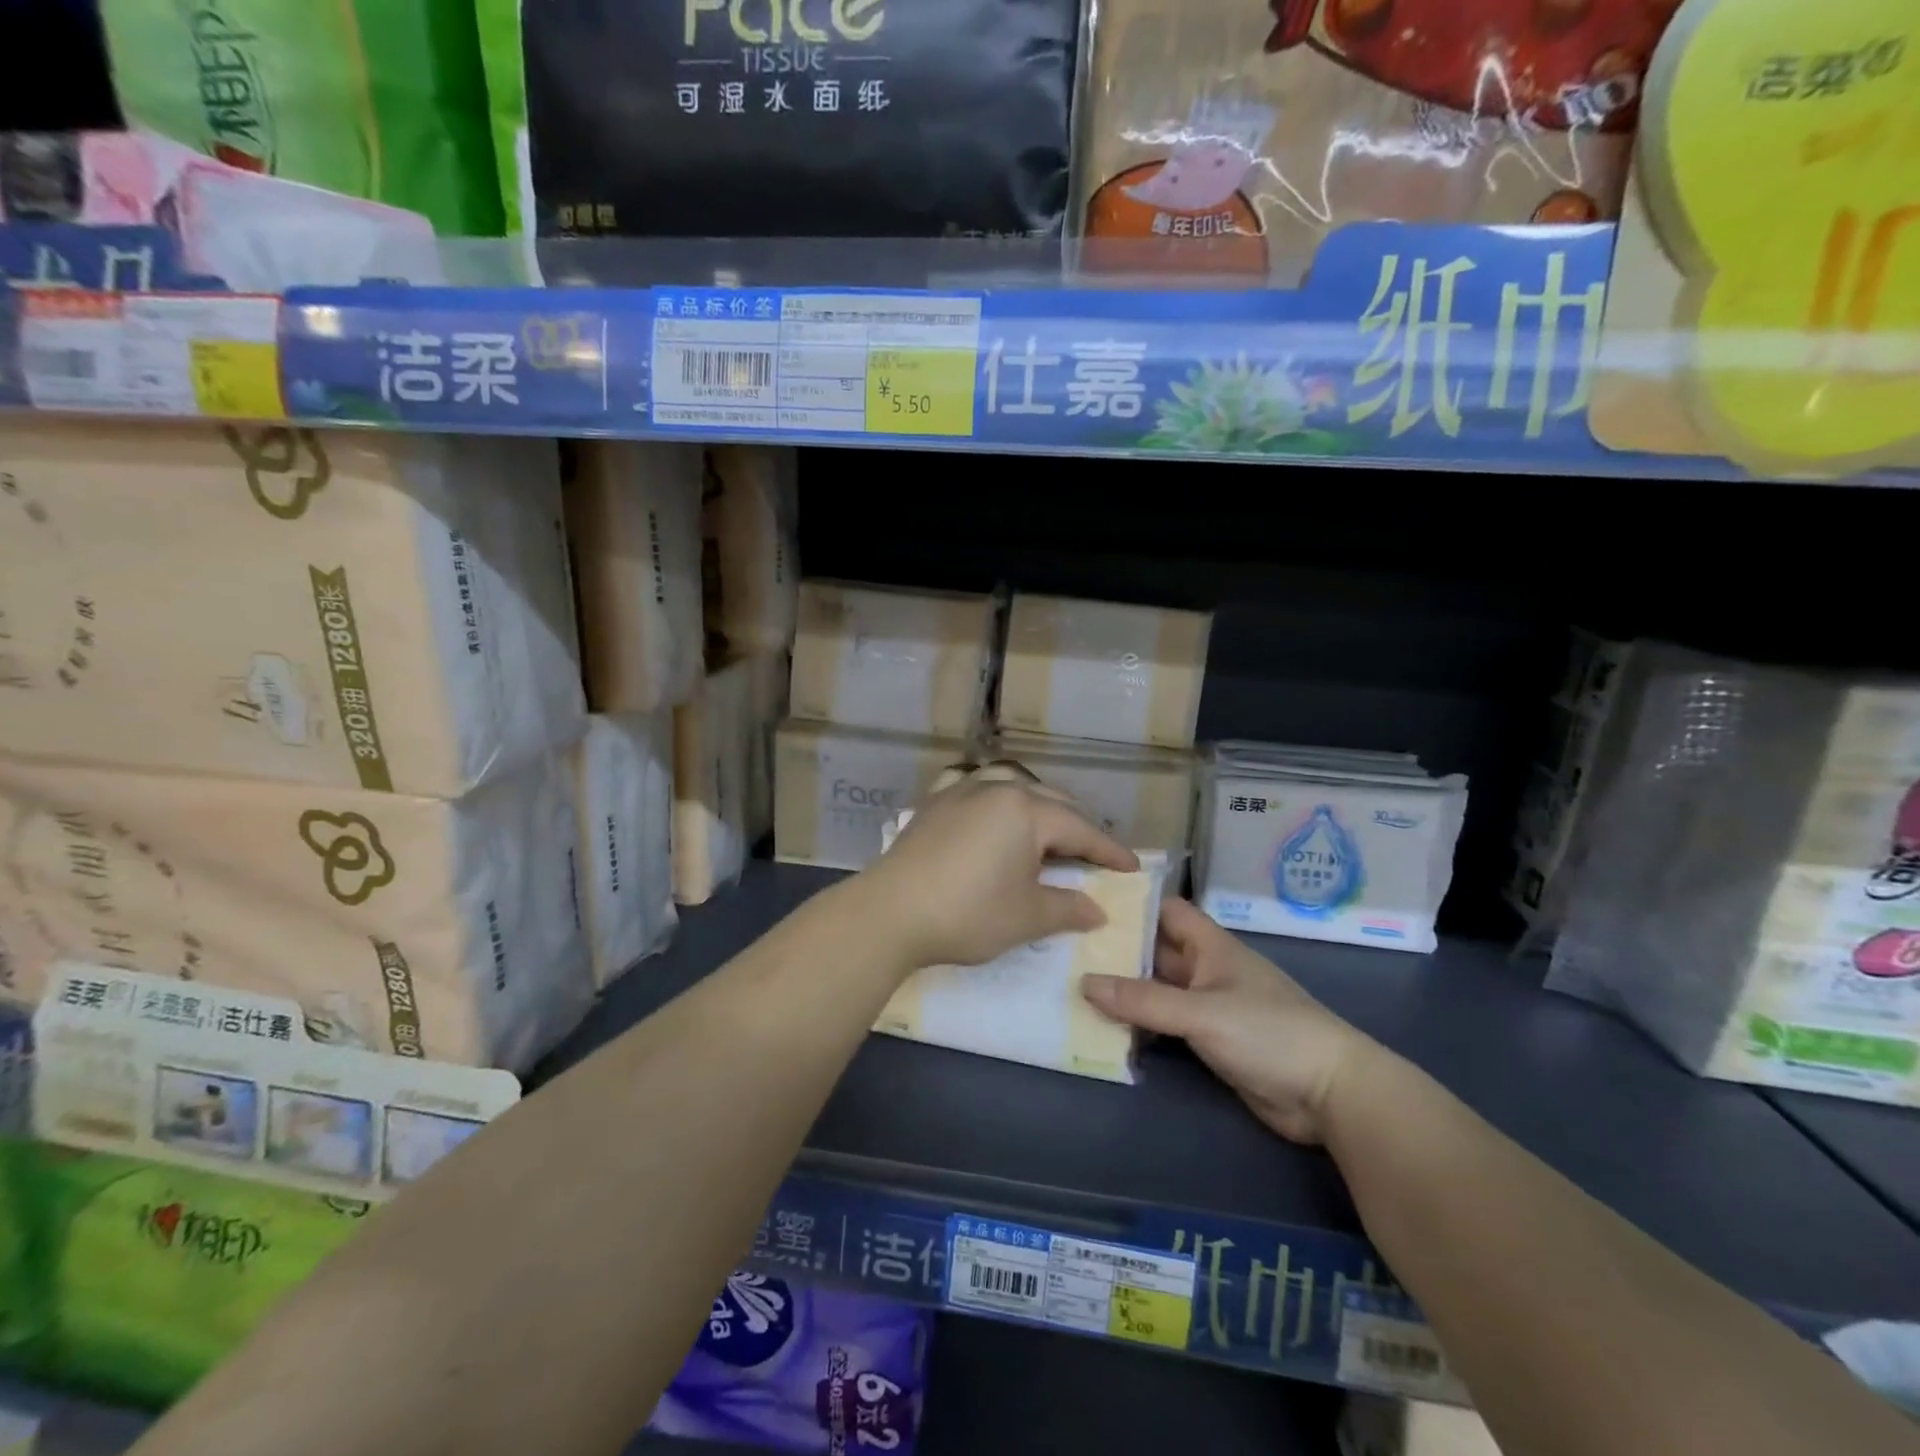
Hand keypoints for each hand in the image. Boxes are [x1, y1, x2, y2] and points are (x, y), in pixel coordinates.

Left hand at [854, 762, 1138, 971]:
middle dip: (1076, 824)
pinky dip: (989, 792)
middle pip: (1049, 801)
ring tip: (1047, 825)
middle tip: (1094, 852)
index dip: (1108, 851)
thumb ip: (1067, 908)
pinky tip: (987, 804)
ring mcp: (960, 790)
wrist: (891, 912)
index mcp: (1026, 810)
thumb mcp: (1026, 917)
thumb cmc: (968, 913)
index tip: (1131, 868)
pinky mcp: (933, 803)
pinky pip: (970, 785)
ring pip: (1010, 784)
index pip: (1080, 829)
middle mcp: (996, 788)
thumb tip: (1096, 910)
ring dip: (1036, 803)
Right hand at [1081, 899, 1377, 1144]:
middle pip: (1153, 950)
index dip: (1130, 902)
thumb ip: (1144, 1000)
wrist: (1329, 1094)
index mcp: (1209, 946)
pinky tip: (1103, 1027)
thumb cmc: (1269, 1033)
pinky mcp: (1208, 1040)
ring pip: (1155, 989)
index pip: (1164, 909)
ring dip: (1122, 990)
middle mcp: (1204, 969)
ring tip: (1070, 984)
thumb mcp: (1202, 1012)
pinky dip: (1138, 1023)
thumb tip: (1083, 982)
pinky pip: (1164, 1023)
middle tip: (1063, 947)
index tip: (1086, 900)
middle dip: (1115, 949)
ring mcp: (1206, 1005)